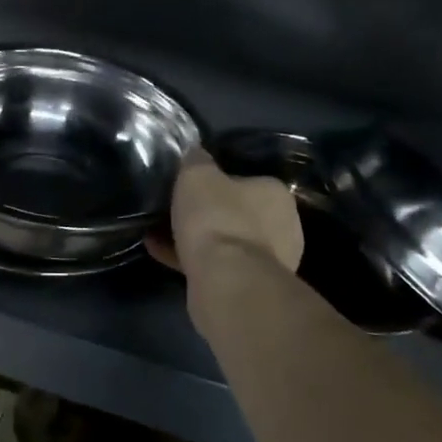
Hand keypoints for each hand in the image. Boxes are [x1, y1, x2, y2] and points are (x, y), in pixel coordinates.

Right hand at [149, 149, 301, 281]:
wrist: (226, 281)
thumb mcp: (197, 175)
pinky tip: (158, 251)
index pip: (247, 180)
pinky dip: (189, 258)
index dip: (217, 181)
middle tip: (176, 209)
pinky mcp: (248, 288)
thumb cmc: (217, 218)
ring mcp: (268, 263)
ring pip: (225, 242)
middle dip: (207, 213)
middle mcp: (282, 228)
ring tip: (159, 231)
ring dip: (196, 238)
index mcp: (276, 195)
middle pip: (237, 213)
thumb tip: (195, 153)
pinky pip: (215, 265)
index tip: (191, 185)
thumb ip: (196, 160)